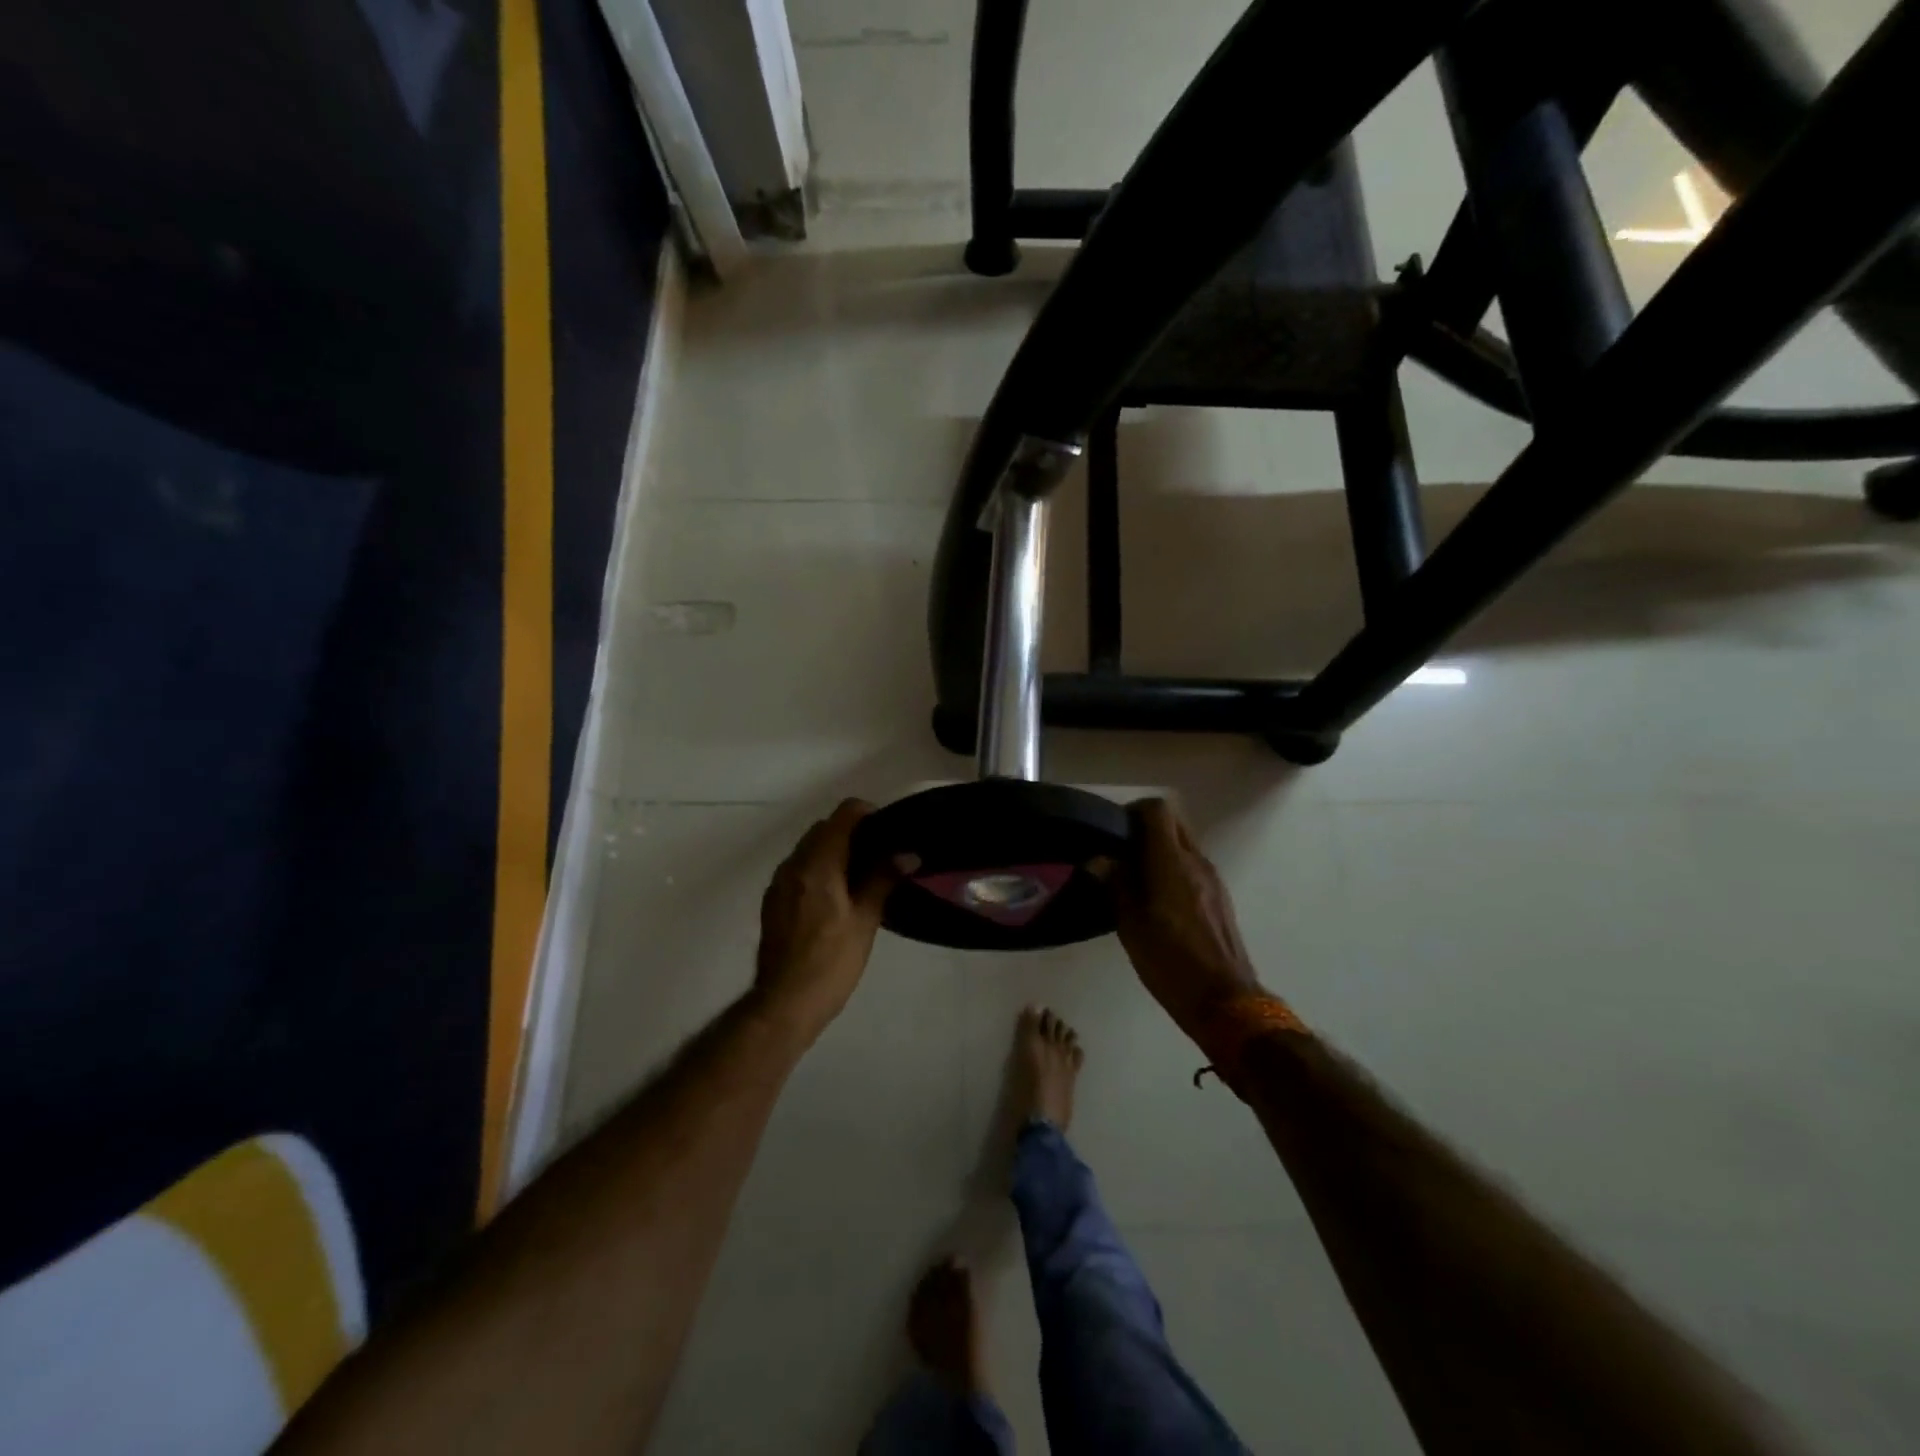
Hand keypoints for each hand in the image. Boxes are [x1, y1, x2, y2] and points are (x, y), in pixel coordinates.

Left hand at [752, 800, 897, 1042]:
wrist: (784, 1003)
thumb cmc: (831, 962)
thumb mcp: (865, 920)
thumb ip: (883, 879)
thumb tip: (907, 853)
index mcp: (817, 864)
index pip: (843, 815)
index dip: (868, 814)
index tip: (889, 830)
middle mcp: (793, 864)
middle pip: (824, 828)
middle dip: (852, 832)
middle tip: (882, 854)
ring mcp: (779, 882)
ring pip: (809, 848)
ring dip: (834, 850)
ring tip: (863, 875)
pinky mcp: (773, 900)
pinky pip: (799, 868)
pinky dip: (819, 868)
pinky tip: (837, 895)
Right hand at [1115, 799, 1264, 1038]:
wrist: (1225, 1002)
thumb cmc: (1171, 961)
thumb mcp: (1131, 926)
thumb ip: (1115, 885)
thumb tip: (1098, 859)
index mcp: (1172, 862)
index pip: (1158, 809)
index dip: (1133, 811)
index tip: (1113, 831)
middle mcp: (1197, 862)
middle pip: (1173, 822)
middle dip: (1146, 828)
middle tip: (1120, 852)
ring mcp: (1213, 879)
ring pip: (1183, 845)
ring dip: (1159, 851)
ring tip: (1133, 879)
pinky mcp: (1219, 898)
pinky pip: (1192, 867)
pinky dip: (1173, 869)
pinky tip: (1156, 900)